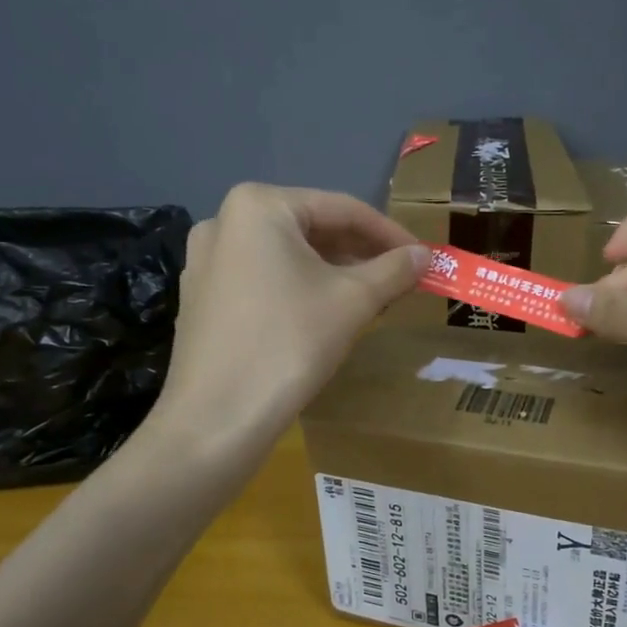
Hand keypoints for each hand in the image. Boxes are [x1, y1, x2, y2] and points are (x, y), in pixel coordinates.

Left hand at [151, 184, 426, 457]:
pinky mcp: (201, 298)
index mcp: (259, 206)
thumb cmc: (289, 344)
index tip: (424, 258)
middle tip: (401, 280)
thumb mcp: (353, 301)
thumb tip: (426, 256)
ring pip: (287, 257)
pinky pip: (263, 280)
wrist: (217, 420)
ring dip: (334, 273)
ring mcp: (206, 261)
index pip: (342, 209)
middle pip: (312, 230)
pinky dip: (300, 289)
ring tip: (372, 298)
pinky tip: (325, 316)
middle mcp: (225, 221)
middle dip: (361, 254)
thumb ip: (394, 269)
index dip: (391, 234)